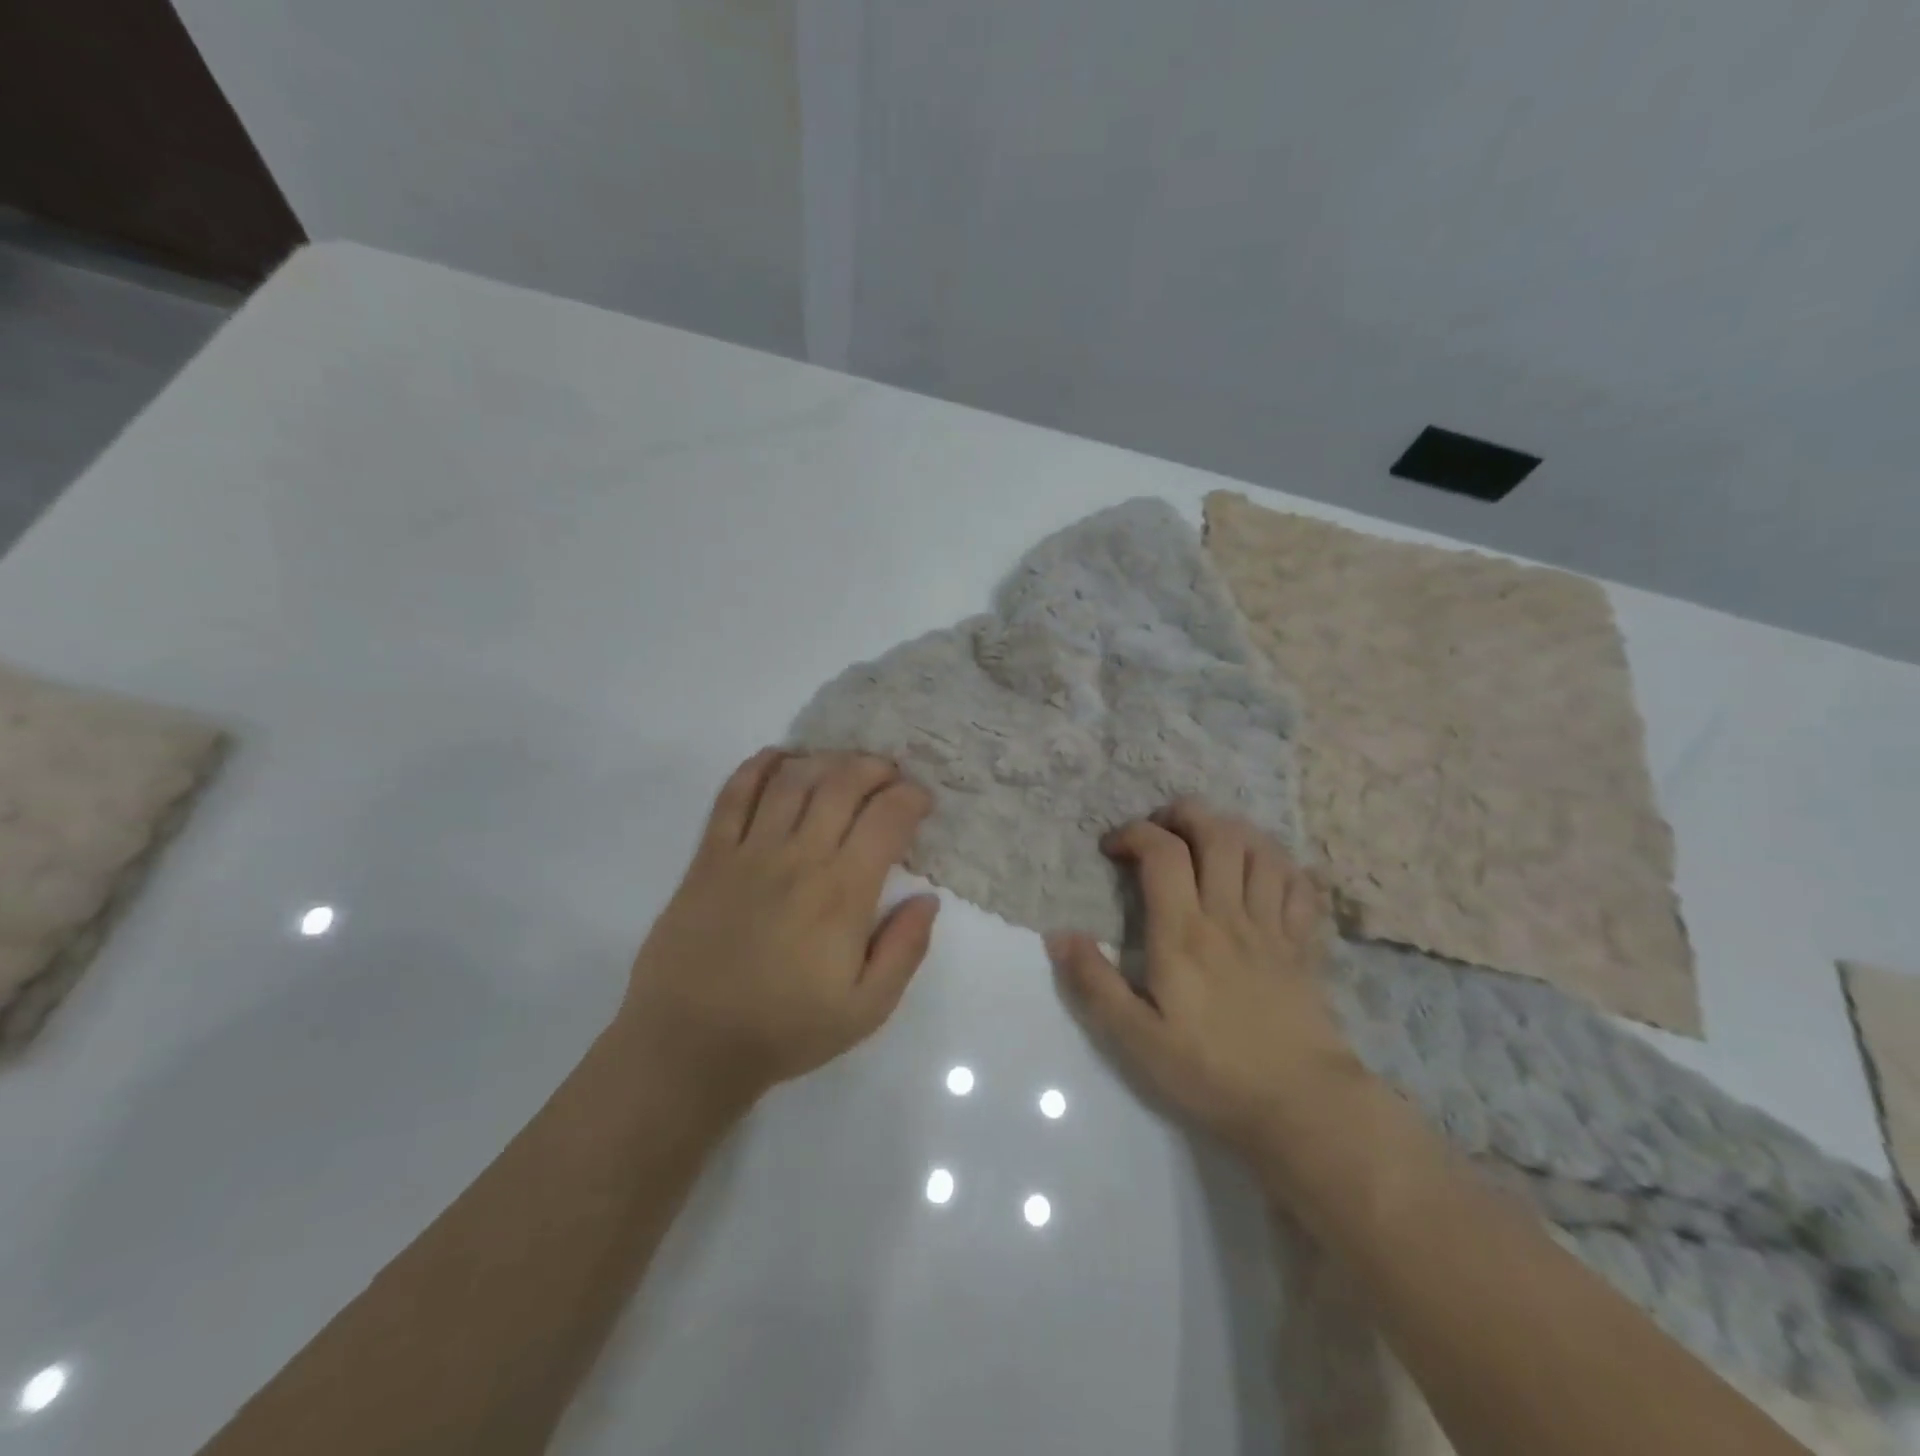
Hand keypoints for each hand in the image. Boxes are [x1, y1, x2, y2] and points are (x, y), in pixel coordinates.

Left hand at [621, 749, 939, 1112]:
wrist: (690, 1045)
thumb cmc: (785, 1030)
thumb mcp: (866, 1009)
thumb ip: (905, 950)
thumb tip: (928, 898)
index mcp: (842, 893)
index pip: (886, 819)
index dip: (911, 798)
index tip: (921, 801)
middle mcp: (799, 858)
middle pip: (841, 784)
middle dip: (874, 768)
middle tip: (888, 774)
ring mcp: (749, 852)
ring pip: (793, 780)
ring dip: (825, 761)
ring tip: (842, 765)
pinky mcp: (709, 857)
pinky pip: (733, 795)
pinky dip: (758, 767)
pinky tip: (778, 758)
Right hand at [1047, 800, 1360, 1152]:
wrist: (1301, 1108)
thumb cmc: (1210, 1072)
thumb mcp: (1135, 1038)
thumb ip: (1094, 983)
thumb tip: (1057, 935)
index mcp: (1184, 932)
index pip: (1163, 852)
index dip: (1134, 834)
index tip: (1113, 848)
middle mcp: (1229, 915)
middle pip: (1217, 833)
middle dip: (1184, 814)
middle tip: (1161, 828)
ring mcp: (1274, 927)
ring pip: (1261, 849)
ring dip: (1232, 830)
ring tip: (1208, 841)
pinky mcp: (1305, 946)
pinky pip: (1299, 884)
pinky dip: (1279, 864)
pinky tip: (1262, 871)